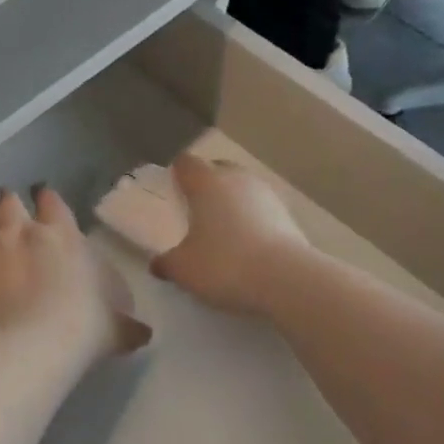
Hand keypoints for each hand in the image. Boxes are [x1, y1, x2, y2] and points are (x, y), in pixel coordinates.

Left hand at [0, 186, 149, 361]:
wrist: (29, 346)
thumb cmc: (81, 329)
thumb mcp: (113, 327)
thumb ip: (126, 325)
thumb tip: (144, 333)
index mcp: (60, 235)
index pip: (50, 200)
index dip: (44, 200)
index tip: (41, 207)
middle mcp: (19, 229)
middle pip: (3, 198)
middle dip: (2, 206)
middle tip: (3, 223)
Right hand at [151, 154, 309, 315]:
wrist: (287, 280)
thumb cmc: (225, 264)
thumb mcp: (184, 269)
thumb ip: (167, 263)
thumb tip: (156, 264)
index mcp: (206, 182)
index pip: (186, 163)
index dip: (176, 173)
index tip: (171, 191)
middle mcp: (236, 178)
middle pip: (217, 169)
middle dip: (206, 184)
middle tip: (195, 210)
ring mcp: (266, 194)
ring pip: (242, 188)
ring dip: (232, 201)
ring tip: (222, 230)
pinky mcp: (287, 214)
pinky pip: (261, 208)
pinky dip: (252, 219)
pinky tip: (247, 244)